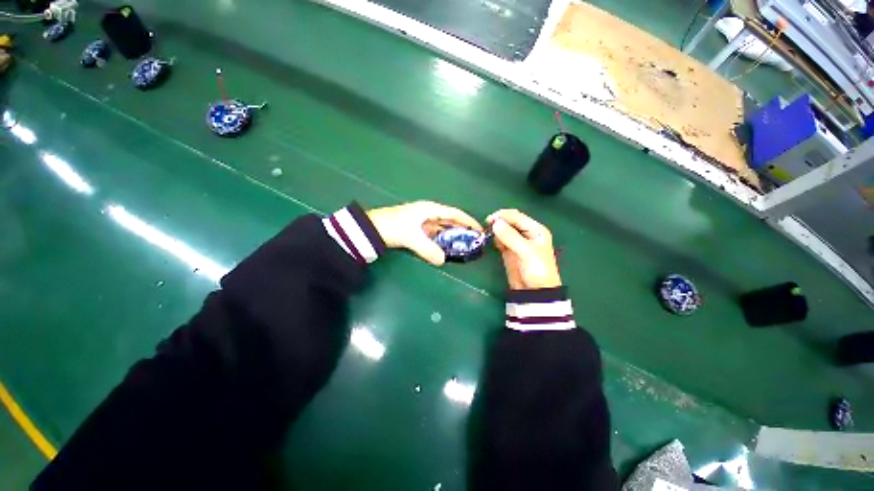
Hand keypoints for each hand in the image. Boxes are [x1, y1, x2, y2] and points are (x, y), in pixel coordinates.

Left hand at [367, 201, 481, 265]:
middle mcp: (428, 213)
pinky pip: (433, 234)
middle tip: (473, 241)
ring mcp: (422, 221)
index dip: (468, 221)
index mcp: (430, 209)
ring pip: (441, 228)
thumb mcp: (412, 238)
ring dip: (451, 236)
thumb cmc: (393, 226)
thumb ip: (428, 249)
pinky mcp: (416, 228)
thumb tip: (442, 261)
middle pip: (449, 220)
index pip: (454, 213)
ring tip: (462, 246)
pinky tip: (444, 248)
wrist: (371, 228)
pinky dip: (440, 240)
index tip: (479, 230)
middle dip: (461, 229)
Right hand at [487, 209, 561, 289]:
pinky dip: (496, 239)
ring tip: (490, 234)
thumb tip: (495, 223)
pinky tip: (493, 241)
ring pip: (504, 230)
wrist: (536, 291)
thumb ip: (510, 236)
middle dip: (499, 221)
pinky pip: (500, 240)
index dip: (503, 216)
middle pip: (510, 221)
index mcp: (535, 230)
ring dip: (496, 230)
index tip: (490, 220)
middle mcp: (526, 233)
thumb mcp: (526, 251)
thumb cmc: (537, 270)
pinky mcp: (509, 251)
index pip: (517, 217)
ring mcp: (517, 242)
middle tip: (488, 225)